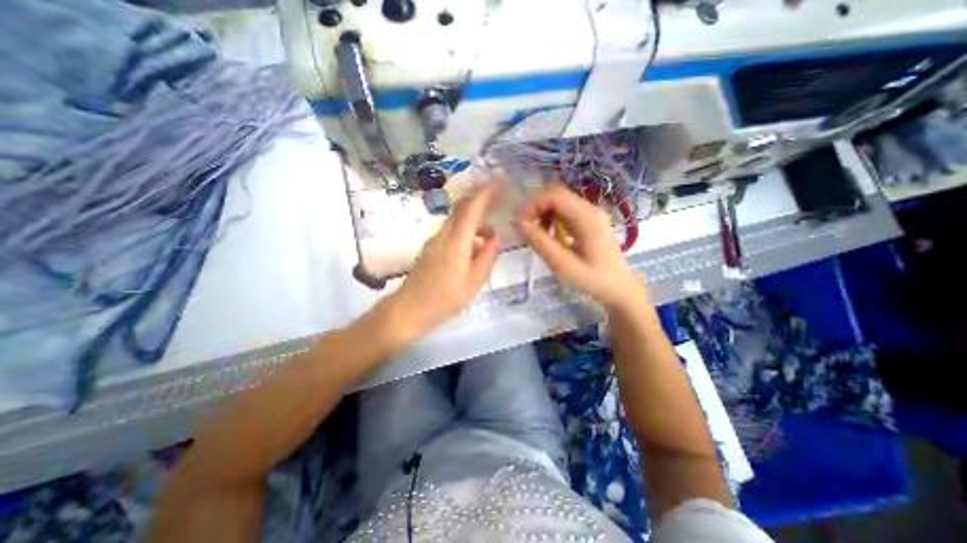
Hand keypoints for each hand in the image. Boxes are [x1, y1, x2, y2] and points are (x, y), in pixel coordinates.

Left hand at [390, 187, 502, 335]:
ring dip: (473, 219)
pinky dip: (465, 230)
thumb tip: (495, 236)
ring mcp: (434, 240)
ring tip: (490, 233)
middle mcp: (443, 234)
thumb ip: (488, 256)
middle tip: (497, 200)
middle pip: (461, 208)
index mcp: (456, 241)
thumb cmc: (445, 298)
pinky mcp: (430, 248)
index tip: (498, 184)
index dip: (484, 193)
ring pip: (456, 220)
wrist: (409, 309)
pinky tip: (474, 246)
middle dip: (478, 199)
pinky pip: (450, 231)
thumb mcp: (475, 281)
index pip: (471, 208)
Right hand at [512, 185, 649, 310]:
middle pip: (557, 195)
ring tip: (535, 233)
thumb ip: (541, 243)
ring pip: (559, 202)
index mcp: (587, 218)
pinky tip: (549, 235)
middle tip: (524, 227)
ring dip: (543, 213)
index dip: (533, 205)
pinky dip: (551, 219)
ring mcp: (591, 214)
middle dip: (536, 208)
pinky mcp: (588, 220)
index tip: (520, 223)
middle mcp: (590, 209)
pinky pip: (565, 211)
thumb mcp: (564, 265)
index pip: (555, 196)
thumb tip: (519, 223)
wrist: (619, 288)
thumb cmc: (593, 280)